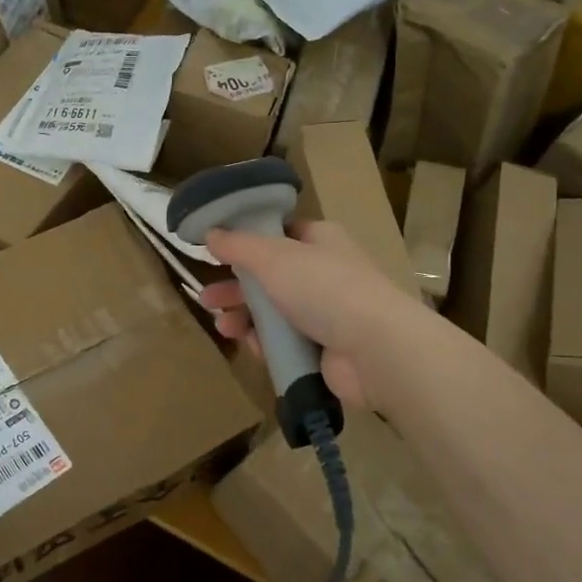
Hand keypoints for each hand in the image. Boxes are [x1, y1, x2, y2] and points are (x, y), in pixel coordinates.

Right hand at [198, 219, 428, 412]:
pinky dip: (264, 344)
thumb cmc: (323, 289)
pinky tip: (248, 345)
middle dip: (236, 287)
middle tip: (207, 298)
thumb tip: (210, 232)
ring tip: (223, 327)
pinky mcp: (323, 348)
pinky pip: (284, 342)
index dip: (248, 240)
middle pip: (269, 277)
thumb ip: (238, 245)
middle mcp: (323, 273)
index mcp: (319, 240)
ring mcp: (325, 313)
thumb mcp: (273, 258)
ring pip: (273, 312)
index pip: (280, 234)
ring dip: (244, 317)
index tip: (217, 250)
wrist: (374, 349)